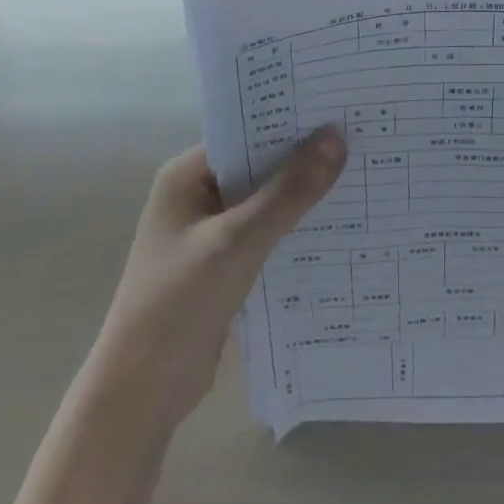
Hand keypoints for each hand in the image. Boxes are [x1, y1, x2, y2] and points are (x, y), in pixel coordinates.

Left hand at [94, 129, 347, 430]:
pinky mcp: (224, 264)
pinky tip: (337, 224)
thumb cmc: (179, 303)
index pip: (246, 132)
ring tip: (361, 174)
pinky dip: (295, 227)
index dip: (291, 121)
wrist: (141, 393)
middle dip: (304, 157)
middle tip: (361, 139)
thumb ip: (289, 191)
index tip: (340, 110)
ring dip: (303, 194)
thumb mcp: (239, 241)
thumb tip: (336, 137)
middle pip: (259, 165)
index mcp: (187, 176)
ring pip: (266, 200)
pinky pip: (267, 232)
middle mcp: (197, 195)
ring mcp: (210, 232)